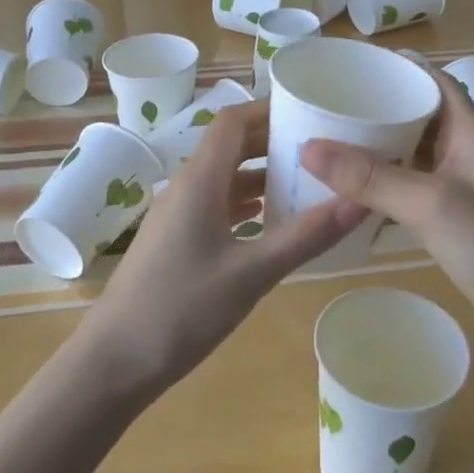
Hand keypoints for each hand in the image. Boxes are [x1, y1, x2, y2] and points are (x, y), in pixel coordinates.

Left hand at [80, 102, 364, 395]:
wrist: (112, 363)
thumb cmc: (180, 311)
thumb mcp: (251, 275)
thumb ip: (306, 237)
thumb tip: (361, 201)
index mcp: (199, 182)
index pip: (234, 121)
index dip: (271, 109)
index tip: (313, 110)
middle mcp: (186, 188)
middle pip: (231, 145)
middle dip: (274, 139)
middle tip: (323, 145)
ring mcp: (177, 215)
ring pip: (225, 177)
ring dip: (262, 172)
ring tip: (308, 180)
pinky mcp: (176, 241)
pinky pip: (216, 204)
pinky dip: (247, 203)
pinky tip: (272, 220)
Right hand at [301, 64, 473, 369]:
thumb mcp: (431, 203)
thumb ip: (371, 176)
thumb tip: (308, 147)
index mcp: (470, 132)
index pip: (434, 82)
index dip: (399, 68)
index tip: (351, 65)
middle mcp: (465, 154)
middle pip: (418, 117)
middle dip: (377, 109)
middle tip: (327, 106)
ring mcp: (460, 191)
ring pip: (411, 157)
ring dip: (376, 150)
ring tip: (329, 143)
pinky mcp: (452, 224)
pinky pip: (409, 193)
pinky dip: (381, 189)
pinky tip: (349, 195)